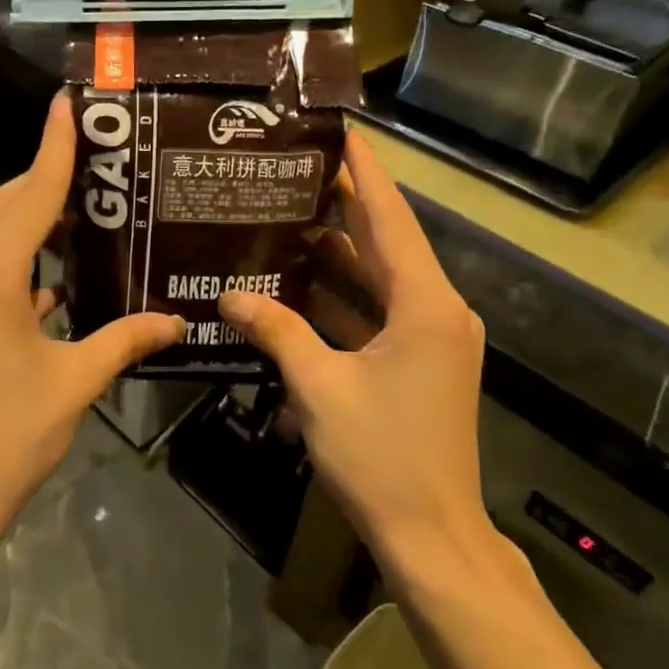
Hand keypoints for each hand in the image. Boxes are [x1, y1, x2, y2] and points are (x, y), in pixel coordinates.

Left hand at [0, 94, 183, 531]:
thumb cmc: (9, 435)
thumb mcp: (76, 382)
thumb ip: (126, 340)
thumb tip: (176, 322)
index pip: (31, 195)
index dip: (53, 148)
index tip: (67, 104)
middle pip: (4, 204)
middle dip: (45, 177)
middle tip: (96, 160)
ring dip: (30, 215)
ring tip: (84, 209)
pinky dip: (19, 256)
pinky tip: (57, 274)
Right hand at [218, 131, 494, 576]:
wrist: (432, 536)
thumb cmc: (382, 455)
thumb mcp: (319, 386)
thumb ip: (277, 330)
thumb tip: (230, 295)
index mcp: (426, 304)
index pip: (391, 218)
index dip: (365, 173)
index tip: (341, 131)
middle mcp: (438, 311)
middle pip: (387, 243)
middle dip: (344, 208)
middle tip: (295, 172)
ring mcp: (432, 340)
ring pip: (381, 280)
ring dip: (340, 255)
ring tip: (287, 218)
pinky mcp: (420, 364)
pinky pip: (379, 314)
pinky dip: (344, 299)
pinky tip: (300, 285)